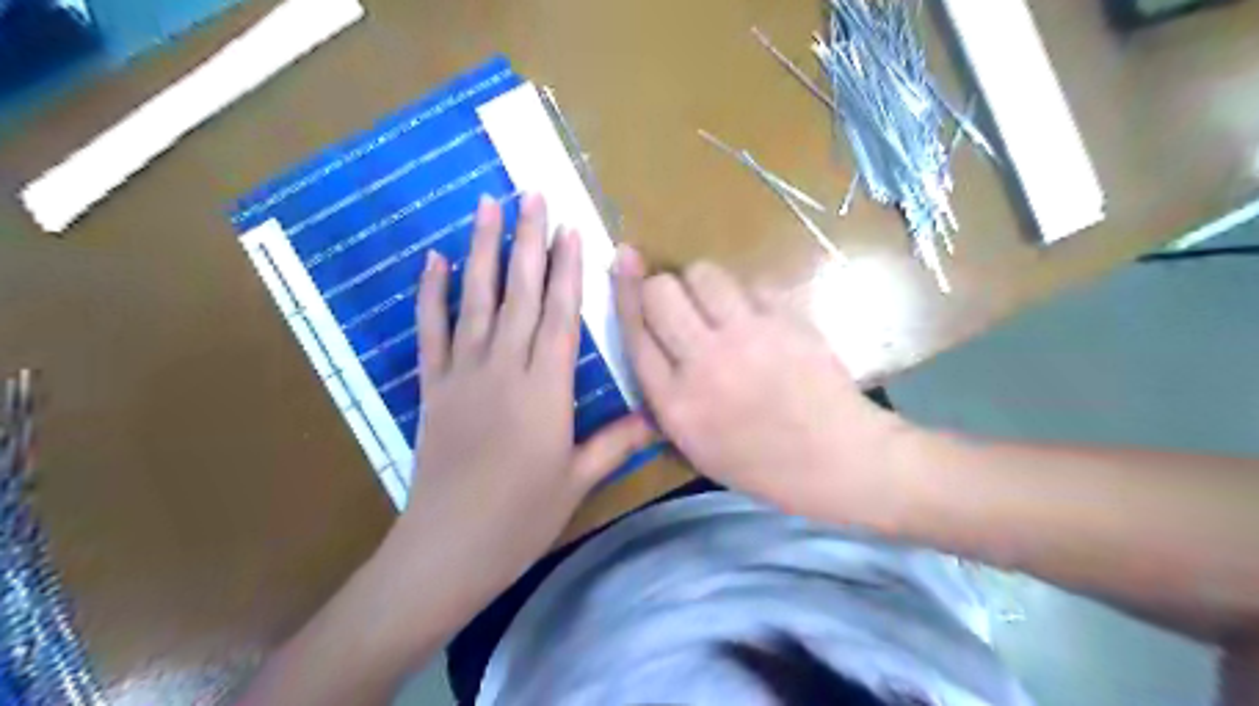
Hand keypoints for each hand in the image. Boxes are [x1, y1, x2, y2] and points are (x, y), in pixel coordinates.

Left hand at [395, 195, 654, 592]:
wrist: (448, 547)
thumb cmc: (522, 517)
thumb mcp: (577, 480)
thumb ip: (615, 442)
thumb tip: (656, 416)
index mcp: (546, 390)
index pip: (560, 316)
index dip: (567, 270)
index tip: (571, 229)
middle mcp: (505, 369)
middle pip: (520, 294)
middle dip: (529, 241)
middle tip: (532, 194)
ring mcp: (463, 373)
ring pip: (476, 300)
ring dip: (483, 250)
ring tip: (487, 205)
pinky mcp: (432, 386)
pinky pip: (431, 331)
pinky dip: (431, 294)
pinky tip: (434, 261)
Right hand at [619, 247, 915, 529]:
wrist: (837, 458)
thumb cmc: (763, 464)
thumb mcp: (696, 447)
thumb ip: (665, 397)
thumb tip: (651, 344)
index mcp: (676, 403)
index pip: (635, 330)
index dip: (624, 290)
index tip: (623, 260)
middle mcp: (704, 362)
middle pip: (662, 291)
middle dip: (660, 286)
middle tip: (676, 302)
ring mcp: (747, 336)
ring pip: (704, 274)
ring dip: (701, 284)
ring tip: (715, 305)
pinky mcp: (785, 319)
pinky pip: (750, 284)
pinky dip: (745, 297)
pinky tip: (757, 320)